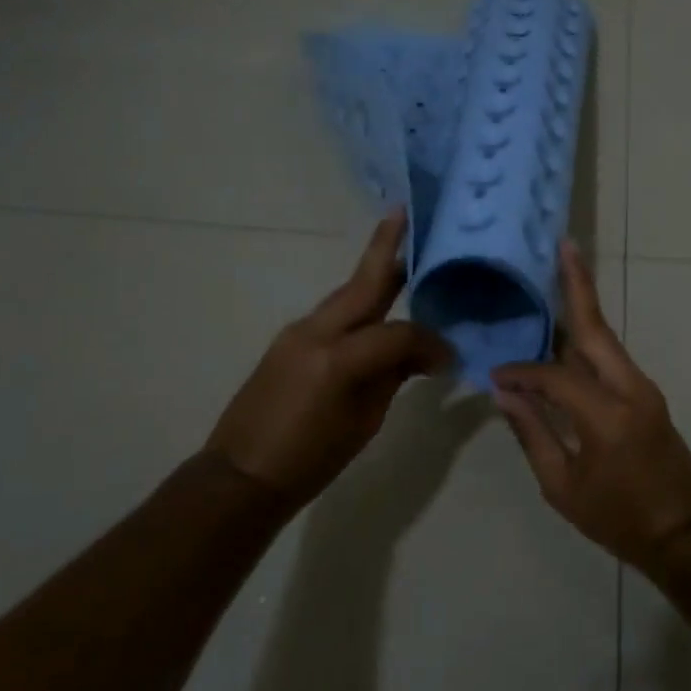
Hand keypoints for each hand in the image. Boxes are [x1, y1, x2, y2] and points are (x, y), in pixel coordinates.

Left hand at [205, 210, 449, 507]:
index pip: (399, 333)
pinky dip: (358, 305)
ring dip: (373, 275)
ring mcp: (298, 332)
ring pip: (346, 294)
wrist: (241, 475)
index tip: (448, 358)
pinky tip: (375, 310)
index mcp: (339, 358)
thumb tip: (421, 355)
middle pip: (362, 283)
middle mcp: (317, 332)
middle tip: (404, 214)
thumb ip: (392, 378)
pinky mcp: (288, 340)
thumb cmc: (310, 459)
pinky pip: (332, 313)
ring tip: (403, 261)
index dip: (429, 342)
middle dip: (385, 247)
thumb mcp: (364, 422)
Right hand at [491, 242, 690, 572]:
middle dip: (577, 284)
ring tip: (559, 274)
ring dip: (582, 306)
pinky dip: (586, 337)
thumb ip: (533, 434)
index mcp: (607, 414)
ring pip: (605, 337)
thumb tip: (506, 393)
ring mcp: (643, 387)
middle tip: (562, 246)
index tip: (495, 375)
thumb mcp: (563, 487)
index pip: (555, 375)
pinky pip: (609, 357)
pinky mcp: (645, 393)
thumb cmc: (620, 519)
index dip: (522, 371)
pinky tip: (564, 331)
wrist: (685, 533)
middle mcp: (630, 387)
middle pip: (596, 327)